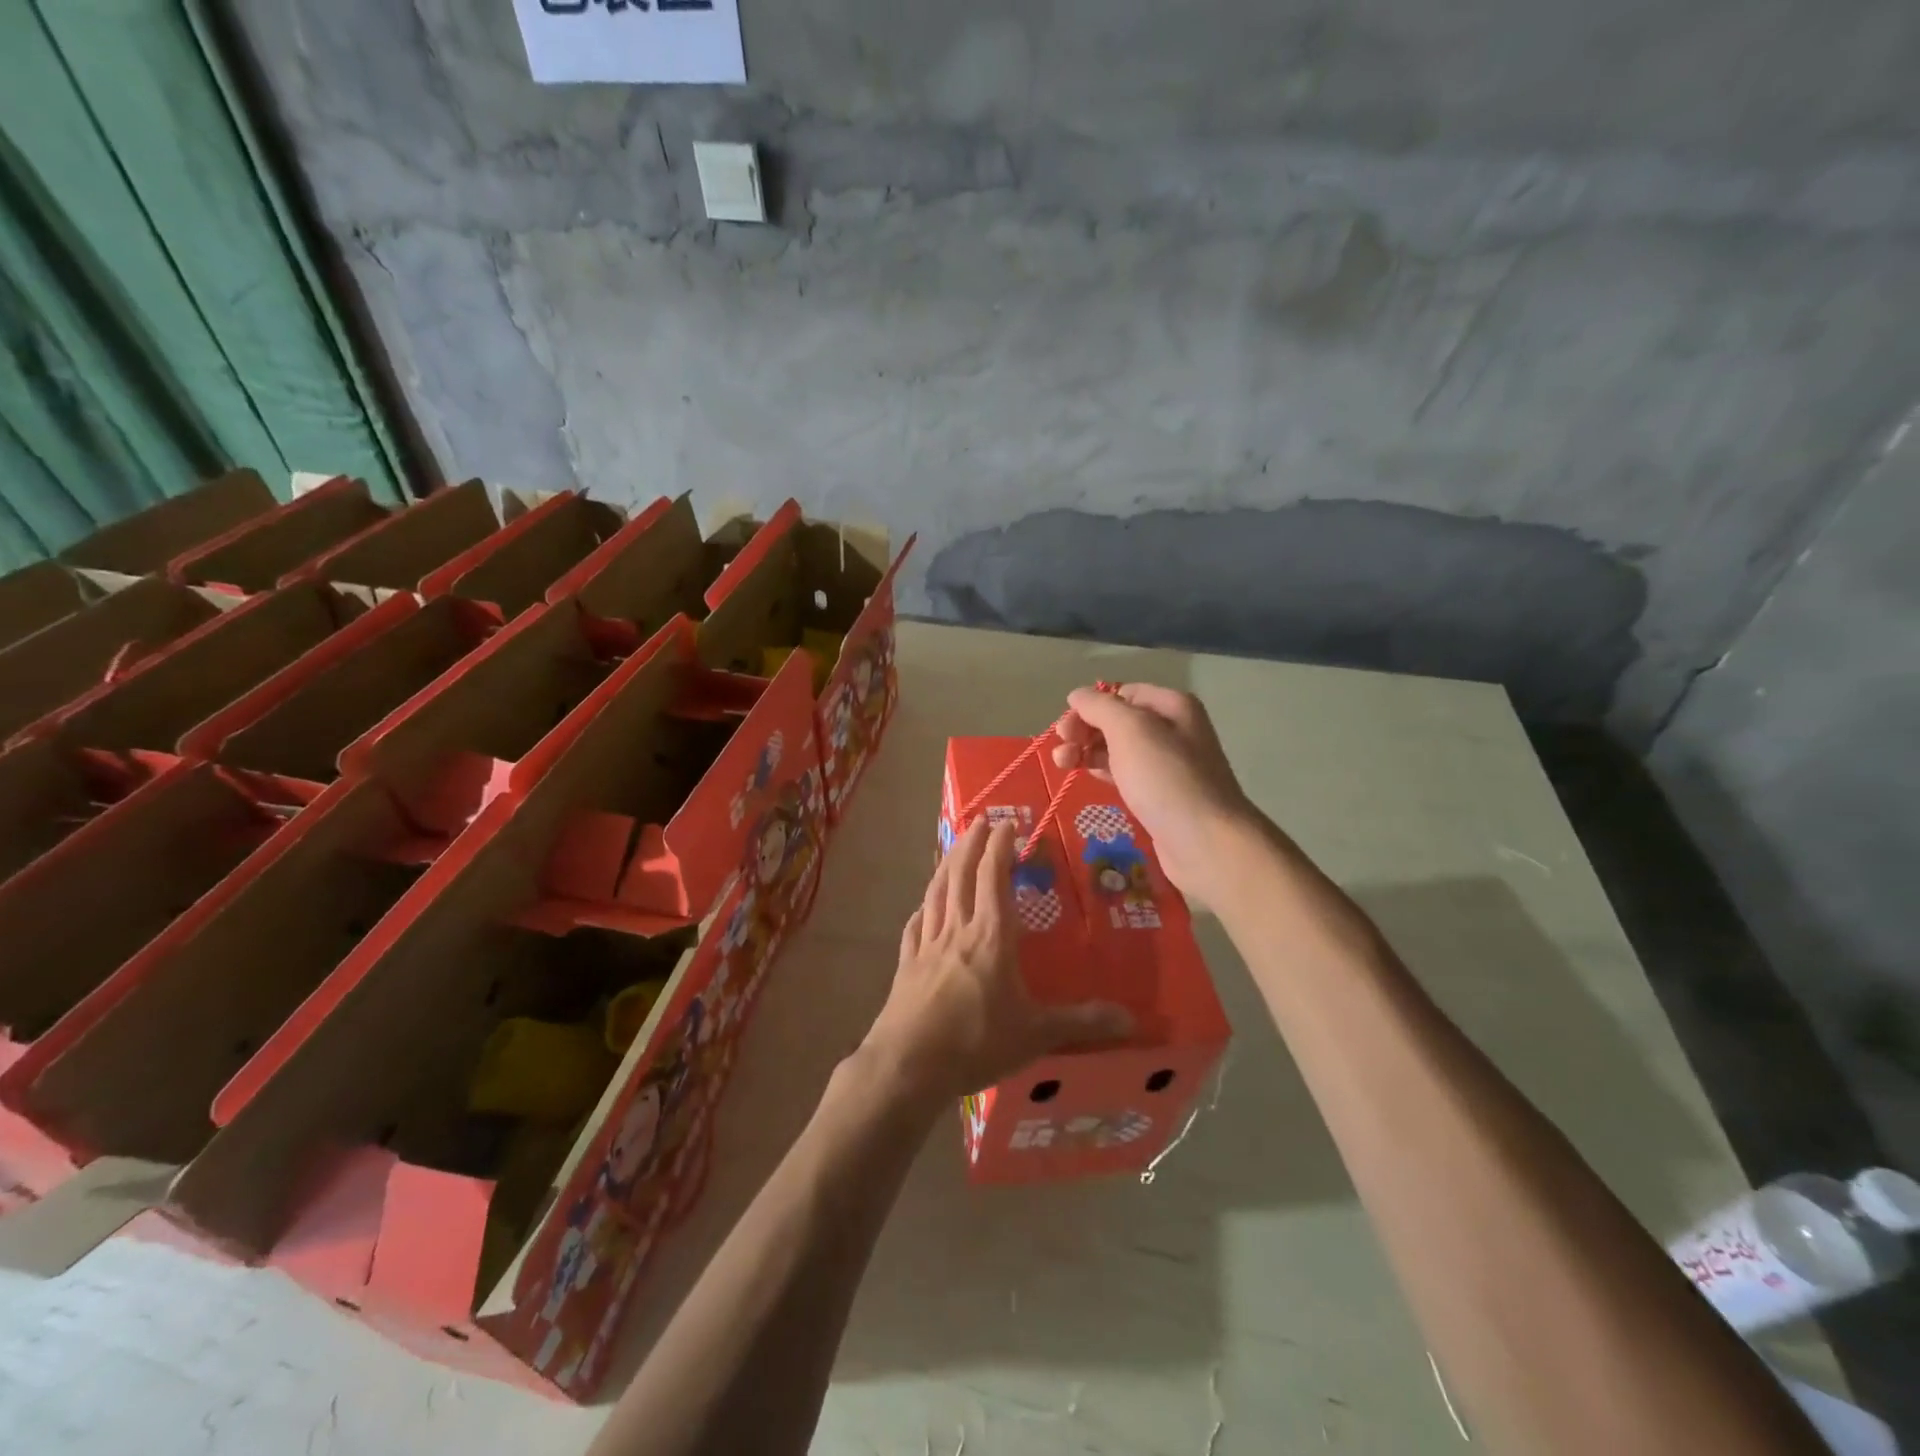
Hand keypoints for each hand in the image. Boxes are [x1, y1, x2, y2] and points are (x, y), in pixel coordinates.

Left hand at [861, 817, 1133, 1103]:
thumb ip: (1081, 1022)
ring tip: (953, 847)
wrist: (909, 1064)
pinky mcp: (907, 965)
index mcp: (990, 936)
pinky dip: (922, 910)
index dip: (999, 847)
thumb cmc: (976, 1042)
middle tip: (980, 821)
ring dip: (946, 865)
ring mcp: (927, 945)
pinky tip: (922, 908)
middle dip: (971, 844)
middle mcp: (957, 930)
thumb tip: (1132, 1020)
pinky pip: (915, 927)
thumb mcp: (1036, 1034)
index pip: (993, 877)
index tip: (1006, 823)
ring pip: (936, 893)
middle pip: (961, 875)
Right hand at [1052, 683, 1256, 898]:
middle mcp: (1172, 730)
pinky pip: (1124, 774)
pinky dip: (1101, 772)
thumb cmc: (1166, 778)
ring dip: (1086, 751)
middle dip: (1084, 730)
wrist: (1205, 842)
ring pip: (1117, 749)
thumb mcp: (1130, 730)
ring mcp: (1166, 765)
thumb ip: (1099, 707)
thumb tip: (1077, 695)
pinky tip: (1084, 777)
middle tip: (1061, 748)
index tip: (1067, 727)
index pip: (1122, 693)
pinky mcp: (1158, 795)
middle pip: (1117, 721)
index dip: (1091, 706)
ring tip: (1062, 764)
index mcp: (1171, 706)